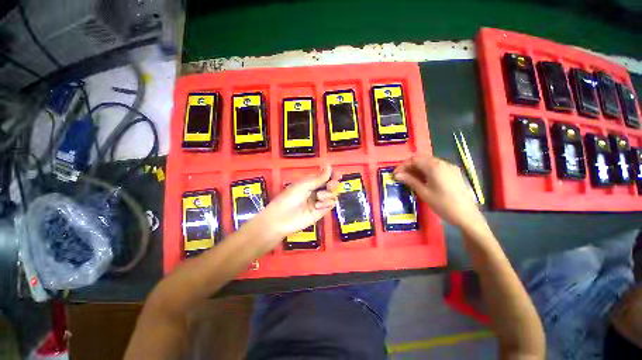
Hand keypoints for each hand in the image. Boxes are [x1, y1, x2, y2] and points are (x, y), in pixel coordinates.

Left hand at [253, 165, 339, 242]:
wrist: (282, 219)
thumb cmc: (289, 198)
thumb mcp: (303, 185)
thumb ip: (319, 178)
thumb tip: (329, 166)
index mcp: (311, 182)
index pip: (326, 176)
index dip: (332, 174)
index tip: (336, 175)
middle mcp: (317, 190)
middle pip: (332, 185)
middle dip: (333, 184)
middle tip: (329, 186)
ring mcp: (320, 201)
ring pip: (333, 195)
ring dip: (328, 195)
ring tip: (318, 198)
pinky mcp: (321, 212)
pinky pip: (331, 205)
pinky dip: (326, 204)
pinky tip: (317, 206)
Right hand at [393, 155, 483, 229]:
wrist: (467, 216)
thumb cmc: (443, 205)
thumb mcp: (424, 193)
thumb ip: (410, 181)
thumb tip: (397, 175)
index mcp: (435, 167)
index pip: (414, 160)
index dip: (403, 165)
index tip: (395, 174)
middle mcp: (443, 163)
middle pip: (422, 159)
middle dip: (410, 166)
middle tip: (401, 176)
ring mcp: (450, 167)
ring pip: (430, 162)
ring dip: (418, 168)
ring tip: (410, 178)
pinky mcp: (454, 173)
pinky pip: (437, 167)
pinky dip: (427, 170)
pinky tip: (423, 180)